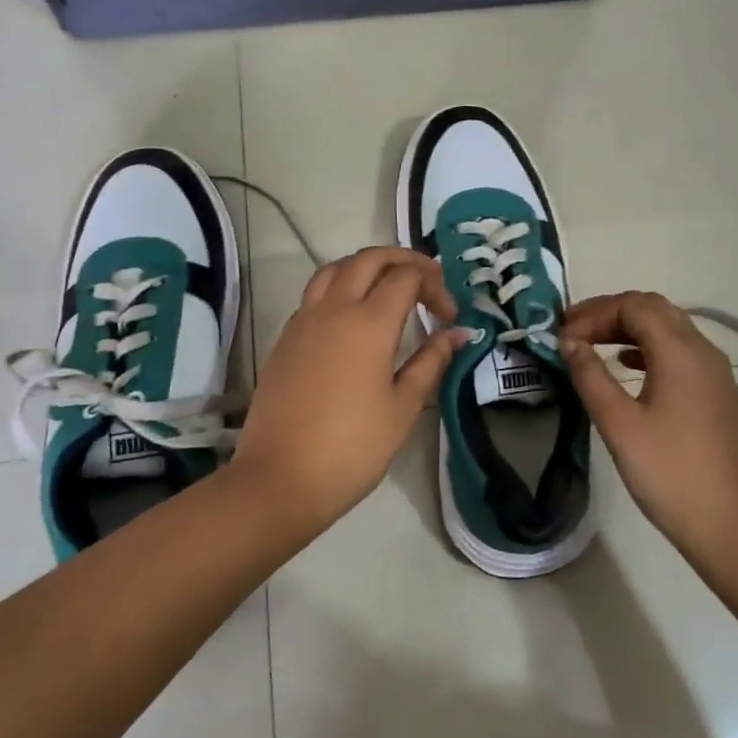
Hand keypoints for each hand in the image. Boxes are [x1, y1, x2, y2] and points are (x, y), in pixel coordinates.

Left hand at [235, 247, 465, 531]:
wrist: (280, 478)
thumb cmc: (352, 448)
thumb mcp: (403, 408)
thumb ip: (430, 362)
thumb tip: (457, 334)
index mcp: (369, 323)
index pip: (407, 277)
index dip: (435, 286)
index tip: (449, 317)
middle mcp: (334, 309)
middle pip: (369, 258)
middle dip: (403, 260)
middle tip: (427, 281)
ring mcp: (303, 320)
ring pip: (336, 268)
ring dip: (366, 267)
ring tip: (388, 288)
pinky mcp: (285, 337)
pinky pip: (315, 293)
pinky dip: (340, 287)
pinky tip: (352, 317)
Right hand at [560, 291, 737, 574]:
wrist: (732, 529)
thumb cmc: (670, 474)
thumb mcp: (619, 425)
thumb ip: (591, 376)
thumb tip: (569, 342)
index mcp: (681, 353)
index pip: (635, 306)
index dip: (594, 313)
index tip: (562, 336)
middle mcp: (703, 352)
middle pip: (654, 309)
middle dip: (610, 313)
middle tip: (573, 332)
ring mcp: (715, 374)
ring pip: (668, 329)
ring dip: (628, 328)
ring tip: (592, 346)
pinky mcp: (717, 395)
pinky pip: (679, 353)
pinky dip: (648, 349)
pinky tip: (626, 368)